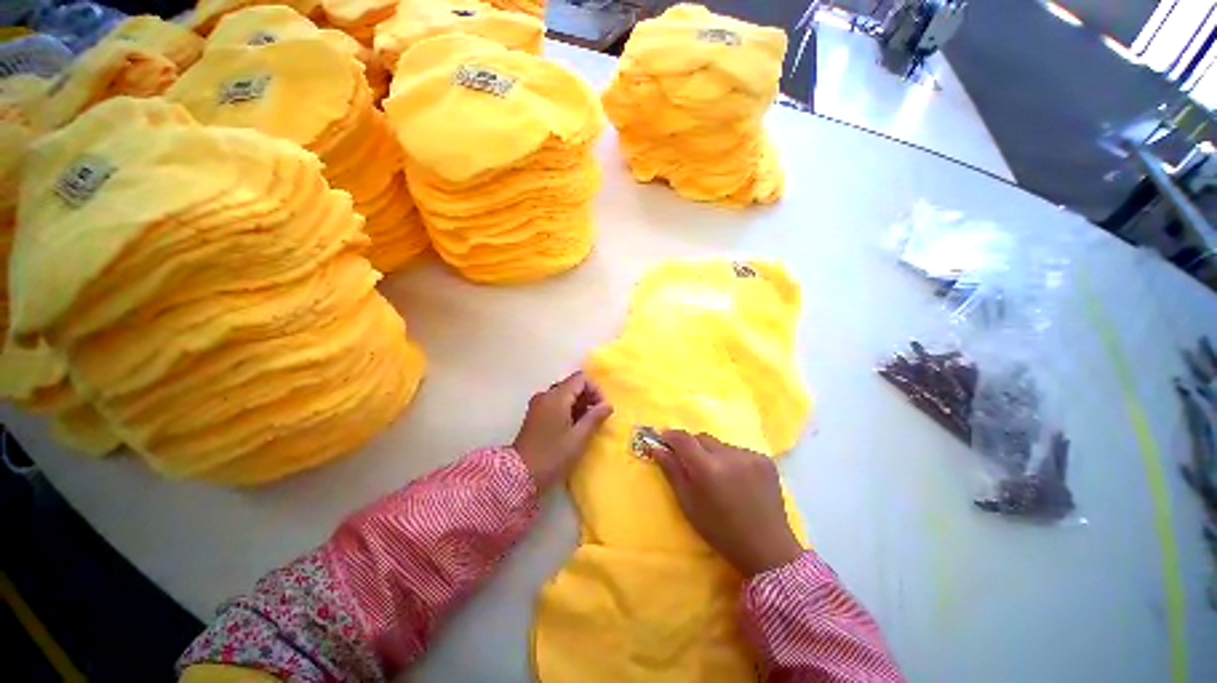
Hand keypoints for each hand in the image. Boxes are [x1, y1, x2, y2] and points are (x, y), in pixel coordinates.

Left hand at [513, 371, 613, 490]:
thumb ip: (594, 418)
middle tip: (597, 417)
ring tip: (587, 424)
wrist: (518, 476)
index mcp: (556, 397)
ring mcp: (538, 404)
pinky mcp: (535, 415)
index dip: (596, 389)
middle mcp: (545, 395)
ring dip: (578, 404)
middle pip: (572, 385)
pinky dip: (567, 410)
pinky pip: (555, 403)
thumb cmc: (552, 456)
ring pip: (564, 394)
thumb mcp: (578, 438)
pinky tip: (573, 427)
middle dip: (588, 397)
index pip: (581, 378)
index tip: (602, 408)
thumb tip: (608, 405)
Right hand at [649, 430, 802, 576]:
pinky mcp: (765, 459)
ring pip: (720, 445)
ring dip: (713, 454)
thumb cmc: (720, 531)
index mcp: (707, 468)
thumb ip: (671, 471)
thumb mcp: (688, 504)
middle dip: (692, 446)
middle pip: (702, 438)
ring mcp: (749, 455)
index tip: (663, 439)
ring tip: (717, 477)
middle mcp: (729, 455)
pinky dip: (732, 460)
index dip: (671, 436)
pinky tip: (737, 480)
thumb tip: (656, 447)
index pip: (683, 438)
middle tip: (690, 464)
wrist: (767, 549)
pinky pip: (739, 451)